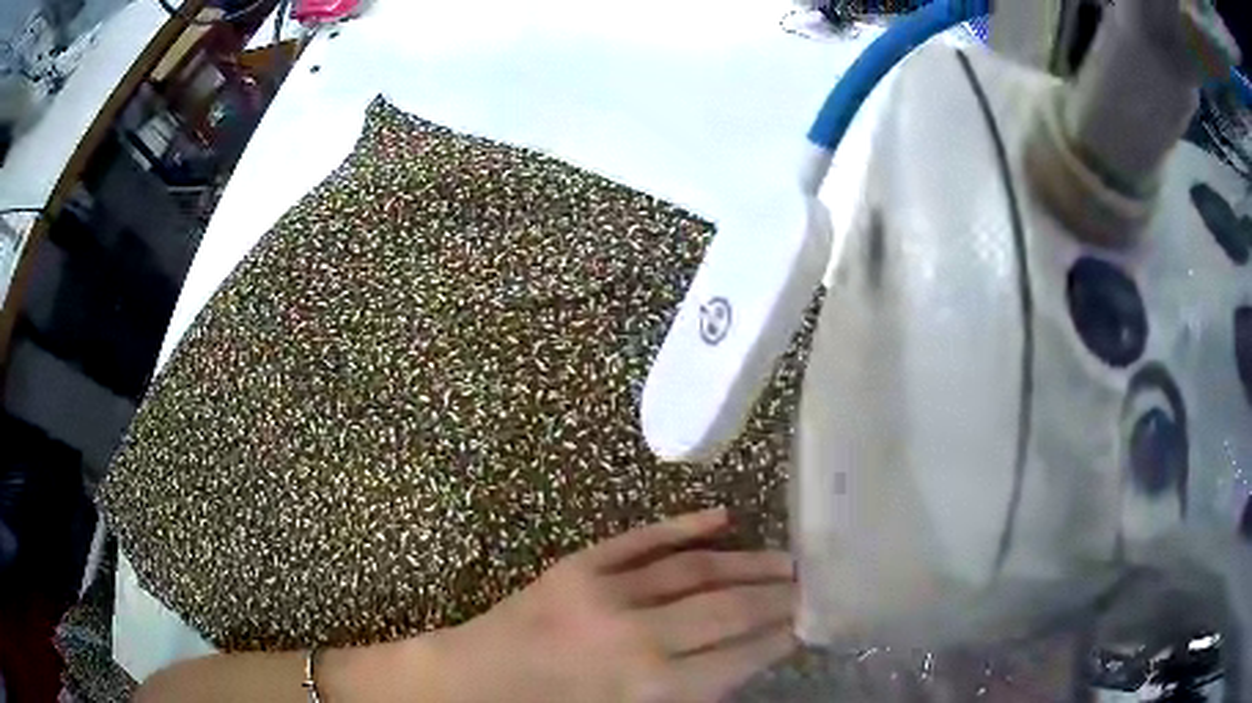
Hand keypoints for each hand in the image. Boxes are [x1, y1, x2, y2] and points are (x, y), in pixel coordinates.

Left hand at [432, 508, 796, 702]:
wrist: (472, 684)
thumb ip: (687, 694)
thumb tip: (741, 663)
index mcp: (647, 689)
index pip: (736, 658)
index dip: (776, 640)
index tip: (805, 625)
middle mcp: (636, 637)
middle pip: (727, 609)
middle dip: (776, 598)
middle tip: (811, 586)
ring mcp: (605, 593)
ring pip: (694, 569)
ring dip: (747, 562)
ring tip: (786, 560)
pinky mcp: (578, 565)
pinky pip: (642, 539)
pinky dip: (685, 525)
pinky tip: (723, 517)